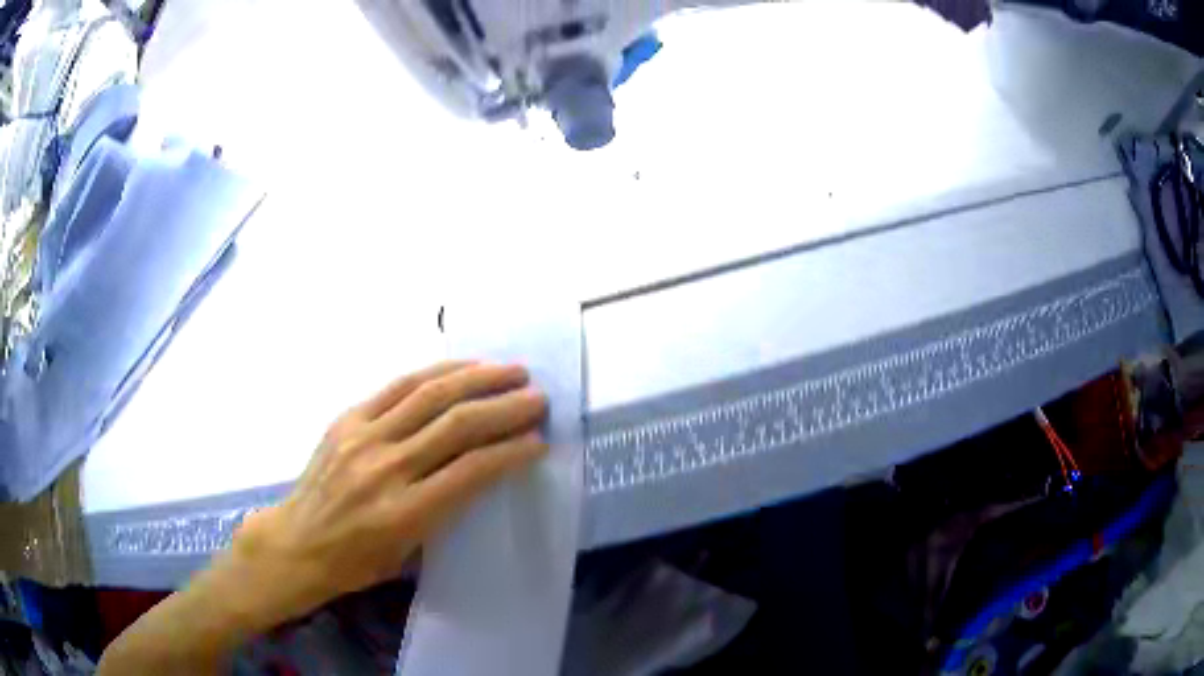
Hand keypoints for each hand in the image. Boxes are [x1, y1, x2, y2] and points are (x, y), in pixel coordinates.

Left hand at [226, 361, 547, 630]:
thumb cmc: (355, 562)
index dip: (511, 452)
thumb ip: (443, 513)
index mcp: (403, 513)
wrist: (297, 541)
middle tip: (538, 398)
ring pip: (429, 395)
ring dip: (477, 379)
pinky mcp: (347, 419)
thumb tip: (480, 473)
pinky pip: (398, 387)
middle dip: (504, 408)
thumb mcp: (407, 555)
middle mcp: (385, 468)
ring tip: (511, 371)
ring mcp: (363, 437)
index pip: (470, 472)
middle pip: (455, 425)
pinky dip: (436, 374)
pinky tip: (462, 369)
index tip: (539, 442)